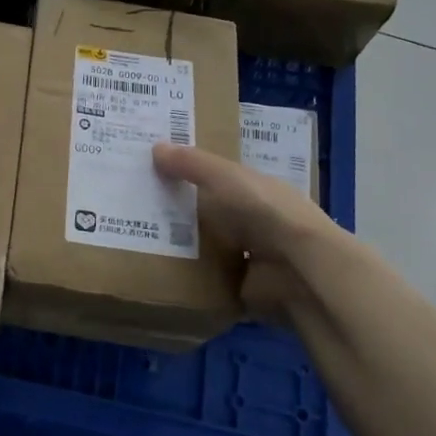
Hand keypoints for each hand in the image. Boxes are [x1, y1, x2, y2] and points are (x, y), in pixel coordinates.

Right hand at [152, 143, 338, 325]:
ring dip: (184, 248)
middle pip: (211, 215)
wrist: (298, 269)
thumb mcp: (223, 177)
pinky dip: (191, 280)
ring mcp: (252, 257)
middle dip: (180, 213)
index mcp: (255, 190)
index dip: (191, 174)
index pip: (219, 179)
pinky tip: (160, 273)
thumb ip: (191, 164)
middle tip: (136, 208)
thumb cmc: (263, 211)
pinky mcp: (244, 289)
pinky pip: (210, 282)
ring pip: (210, 249)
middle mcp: (255, 221)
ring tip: (139, 241)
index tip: (155, 172)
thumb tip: (155, 147)